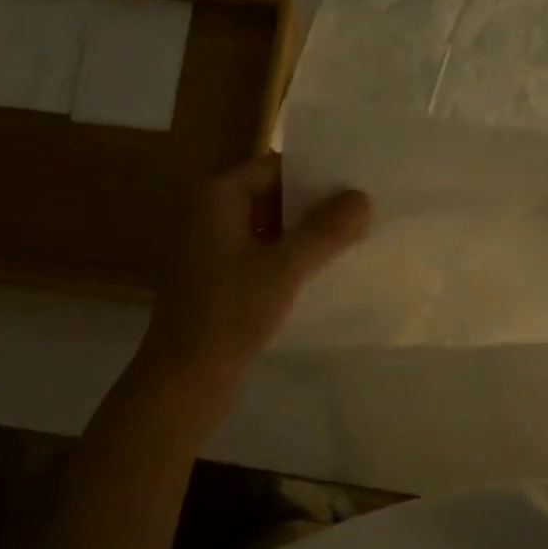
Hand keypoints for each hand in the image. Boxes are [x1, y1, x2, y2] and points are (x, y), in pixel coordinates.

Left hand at [142, 153, 370, 387]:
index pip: (275, 167)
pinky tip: (324, 268)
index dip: (315, 174)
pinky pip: (262, 252)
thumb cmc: (229, 314)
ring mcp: (213, 247)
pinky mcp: (219, 278)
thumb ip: (325, 230)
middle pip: (273, 194)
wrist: (184, 381)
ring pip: (270, 226)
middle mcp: (210, 213)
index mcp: (216, 196)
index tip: (356, 184)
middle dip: (315, 204)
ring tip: (353, 237)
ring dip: (305, 232)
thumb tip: (363, 197)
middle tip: (364, 211)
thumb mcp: (284, 268)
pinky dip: (290, 256)